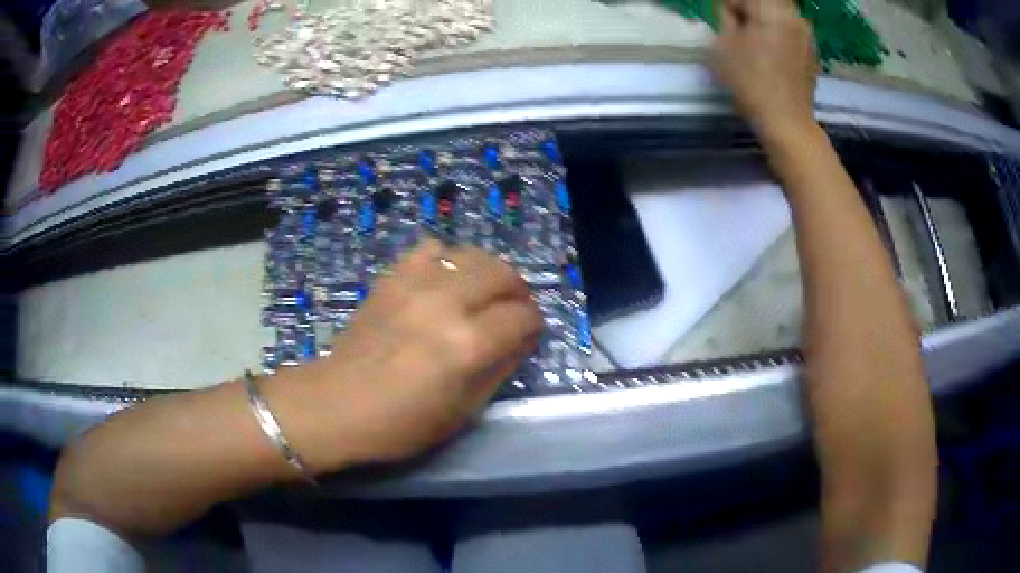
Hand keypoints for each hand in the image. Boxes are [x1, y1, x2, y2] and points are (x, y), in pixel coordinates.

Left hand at [292, 240, 542, 468]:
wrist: (337, 404)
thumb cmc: (401, 423)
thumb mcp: (463, 410)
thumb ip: (499, 369)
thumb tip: (520, 340)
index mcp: (467, 345)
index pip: (522, 316)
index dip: (532, 325)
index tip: (527, 335)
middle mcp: (446, 304)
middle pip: (501, 273)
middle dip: (516, 290)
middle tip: (511, 310)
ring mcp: (415, 284)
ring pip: (470, 254)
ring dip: (485, 271)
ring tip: (480, 293)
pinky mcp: (391, 278)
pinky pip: (430, 249)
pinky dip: (446, 260)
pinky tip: (441, 282)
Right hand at [710, 0, 819, 139]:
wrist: (788, 123)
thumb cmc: (751, 83)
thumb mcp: (723, 45)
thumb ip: (726, 19)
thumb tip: (734, 13)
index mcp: (771, 9)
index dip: (731, 5)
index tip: (726, 21)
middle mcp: (794, 15)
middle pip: (768, 1)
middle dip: (751, 8)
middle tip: (740, 28)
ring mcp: (808, 34)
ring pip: (782, 13)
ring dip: (766, 20)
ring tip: (756, 40)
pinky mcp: (813, 51)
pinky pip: (792, 30)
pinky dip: (780, 33)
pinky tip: (773, 53)